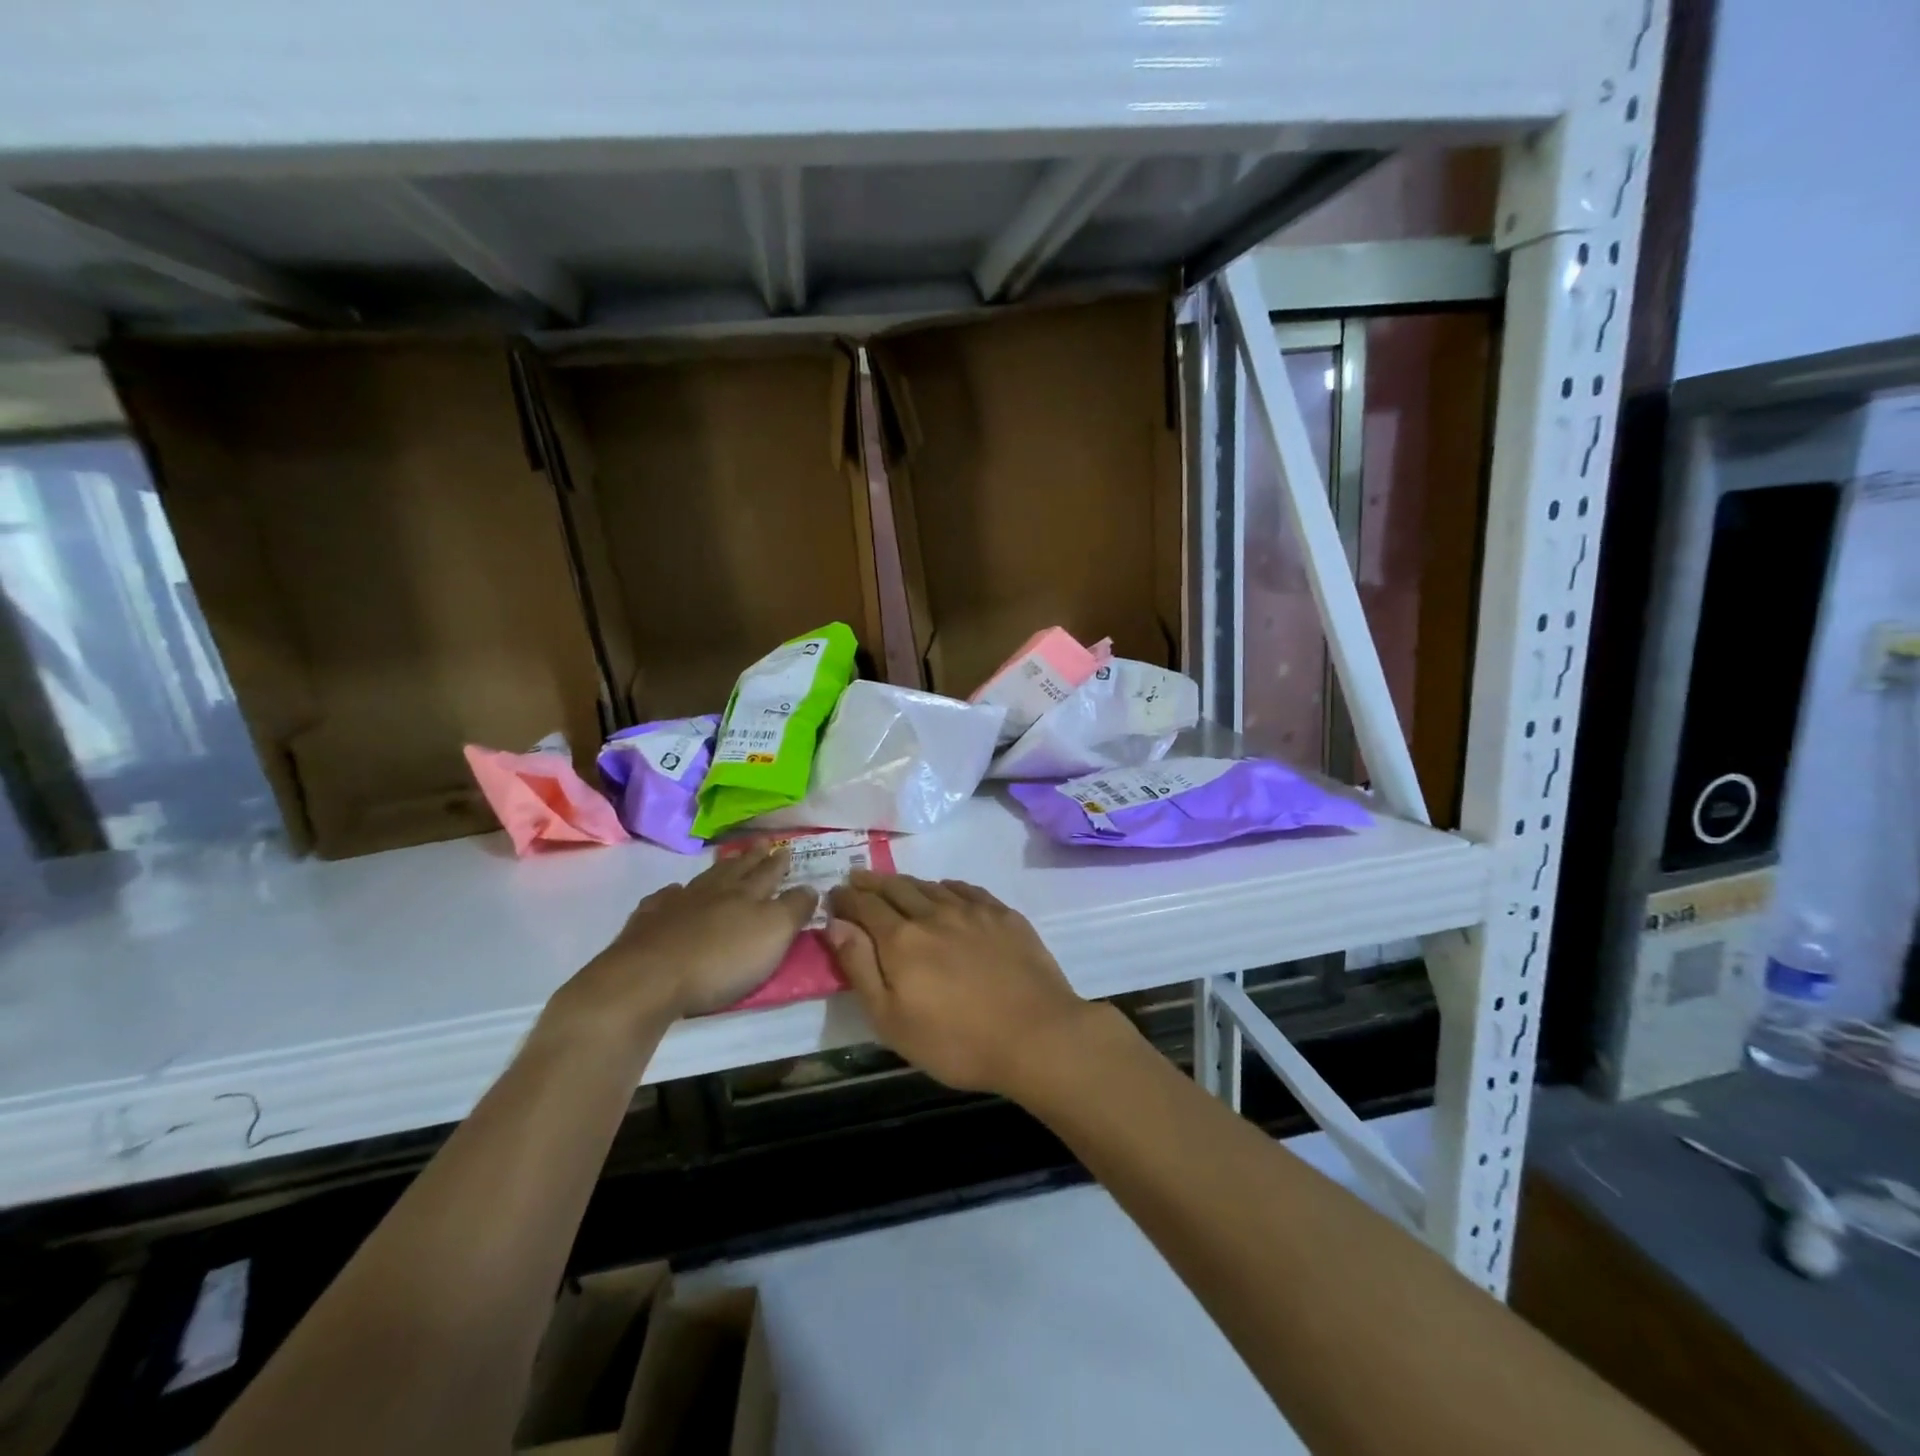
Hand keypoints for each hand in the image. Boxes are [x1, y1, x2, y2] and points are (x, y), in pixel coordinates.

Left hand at [543, 845, 815, 1052]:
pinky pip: (664, 899)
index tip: (787, 848)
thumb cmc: (721, 960)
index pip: (769, 873)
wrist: (649, 978)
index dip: (779, 862)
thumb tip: (810, 886)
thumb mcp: (773, 935)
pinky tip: (674, 893)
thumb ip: (794, 909)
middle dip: (753, 857)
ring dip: (718, 870)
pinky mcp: (648, 922)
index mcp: (747, 894)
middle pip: (737, 870)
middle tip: (762, 843)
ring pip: (703, 879)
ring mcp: (677, 904)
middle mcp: (713, 891)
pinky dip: (674, 894)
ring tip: (726, 861)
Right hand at [824, 872, 1106, 1097]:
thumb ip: (860, 968)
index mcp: (901, 939)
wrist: (1036, 1035)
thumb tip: (836, 924)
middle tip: (857, 878)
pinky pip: (966, 889)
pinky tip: (945, 890)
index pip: (865, 906)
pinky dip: (946, 887)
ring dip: (906, 882)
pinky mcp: (1003, 915)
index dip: (846, 898)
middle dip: (871, 882)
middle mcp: (933, 913)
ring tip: (895, 884)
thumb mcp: (892, 1020)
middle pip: (896, 888)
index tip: (835, 894)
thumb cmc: (956, 1041)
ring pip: (930, 886)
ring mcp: (972, 911)